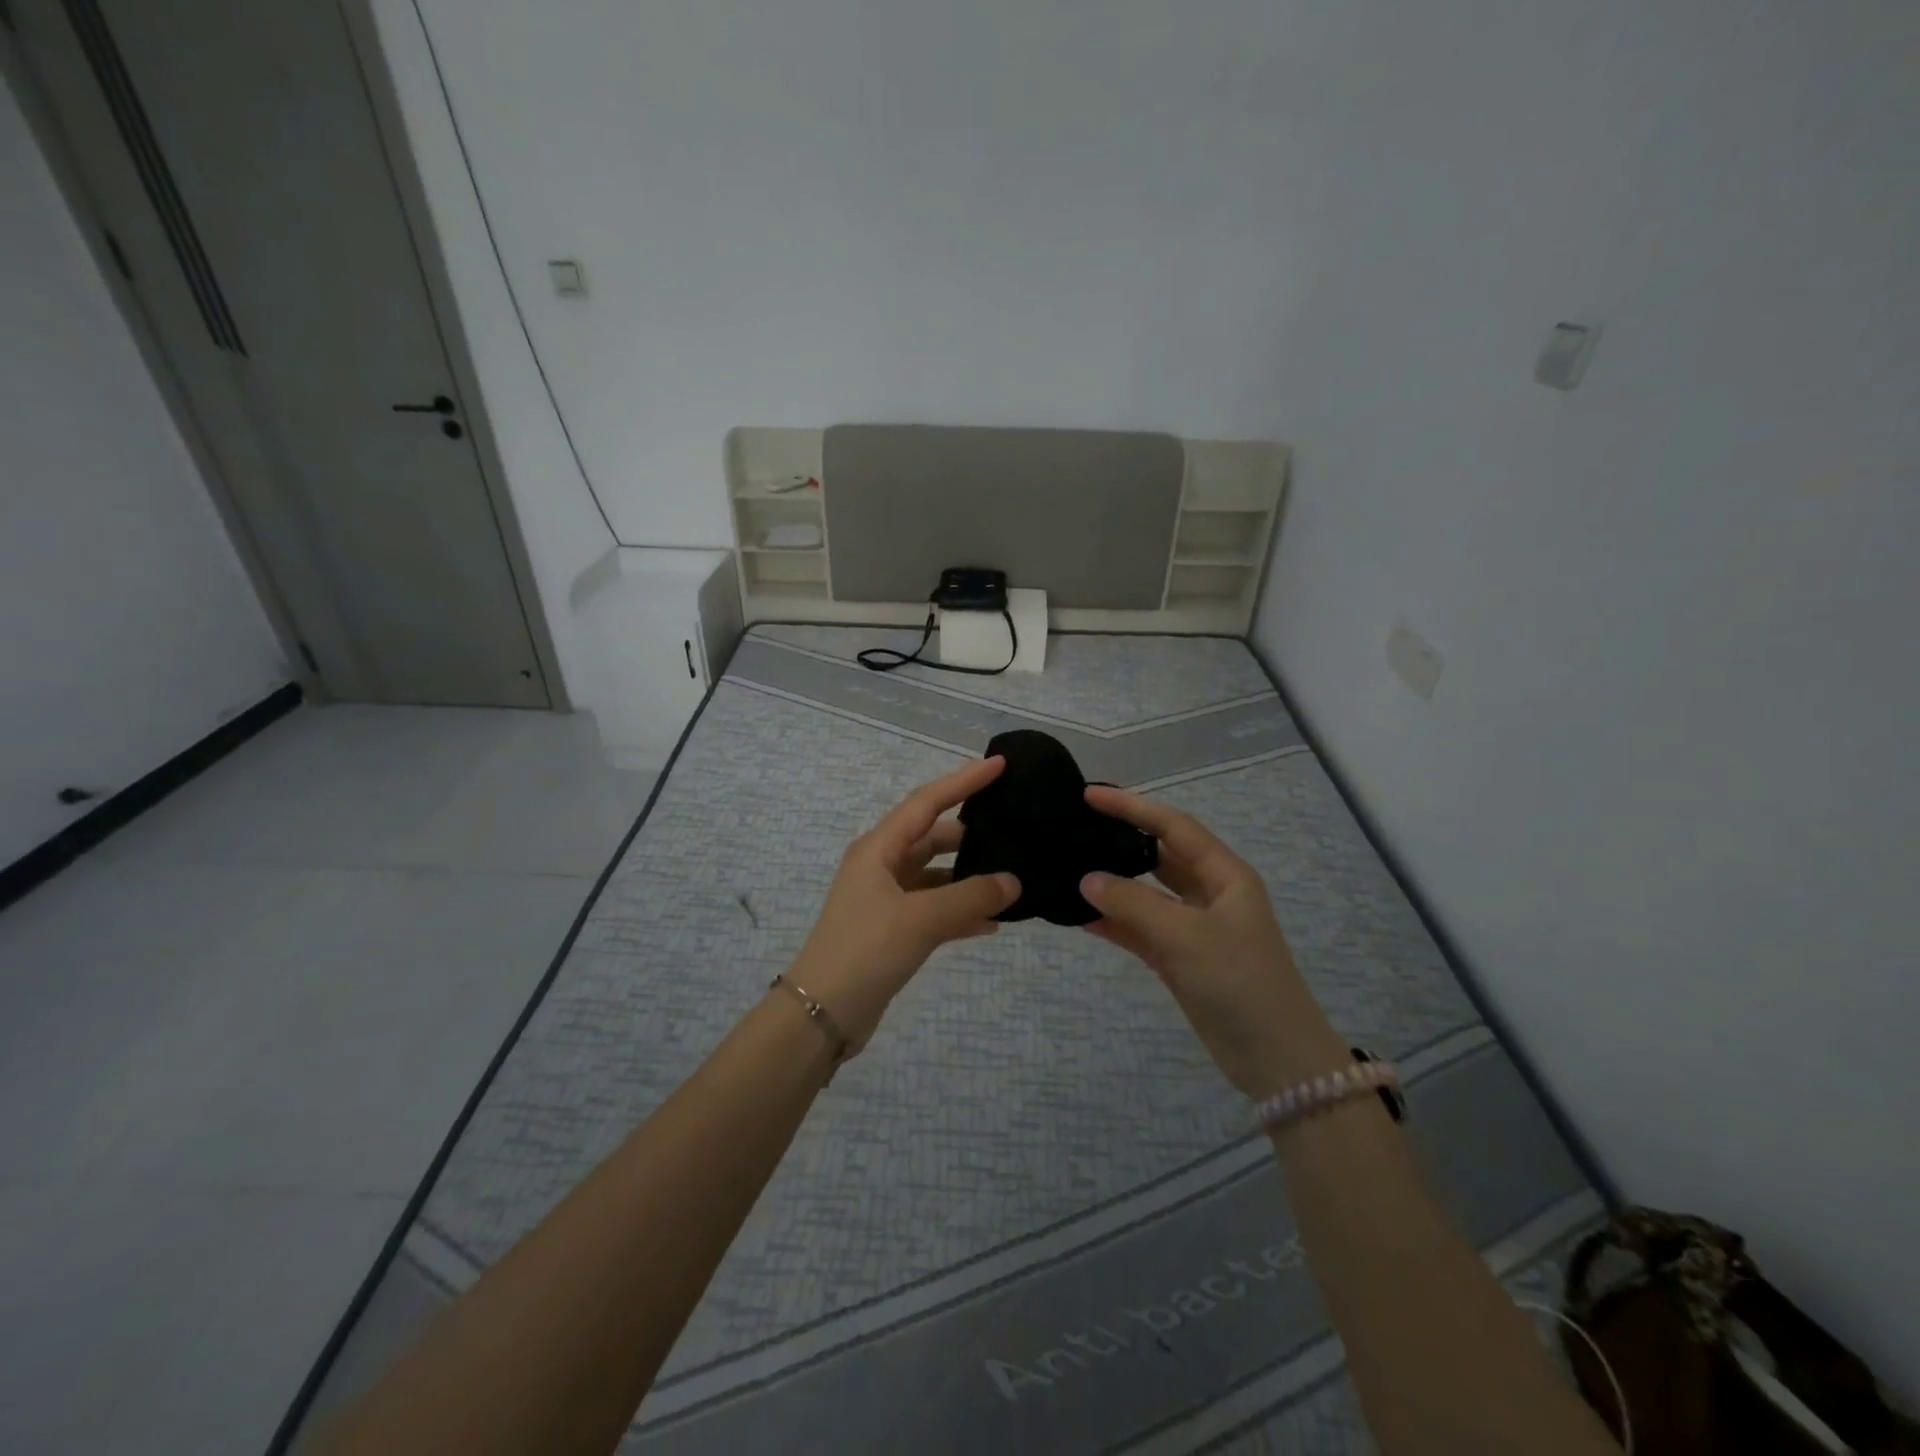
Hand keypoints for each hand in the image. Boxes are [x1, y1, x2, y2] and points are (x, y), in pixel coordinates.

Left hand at [788, 757, 1020, 1049]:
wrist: (822, 1013)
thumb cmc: (866, 950)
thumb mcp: (921, 919)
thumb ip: (970, 897)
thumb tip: (1013, 882)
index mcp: (879, 849)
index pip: (927, 802)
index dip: (963, 781)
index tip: (999, 765)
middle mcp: (881, 867)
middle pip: (933, 837)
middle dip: (971, 834)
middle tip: (1013, 827)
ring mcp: (886, 900)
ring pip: (936, 876)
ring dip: (969, 878)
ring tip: (1012, 877)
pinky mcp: (893, 931)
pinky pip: (935, 910)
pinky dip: (961, 912)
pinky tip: (994, 923)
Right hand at [1078, 786, 1347, 1097]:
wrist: (1276, 1060)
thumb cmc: (1240, 983)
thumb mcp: (1187, 937)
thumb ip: (1134, 904)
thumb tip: (1086, 879)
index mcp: (1225, 875)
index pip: (1172, 826)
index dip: (1132, 806)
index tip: (1089, 794)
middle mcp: (1209, 893)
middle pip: (1158, 855)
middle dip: (1120, 839)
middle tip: (1074, 827)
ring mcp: (1193, 927)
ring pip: (1145, 893)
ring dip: (1112, 884)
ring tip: (1068, 867)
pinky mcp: (1179, 957)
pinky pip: (1139, 928)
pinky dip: (1113, 922)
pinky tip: (1079, 916)